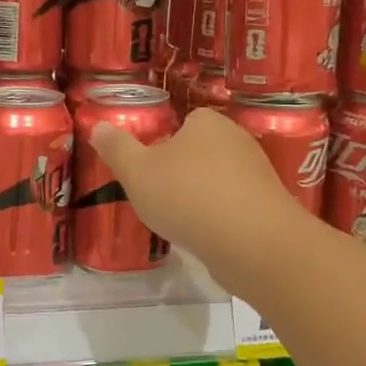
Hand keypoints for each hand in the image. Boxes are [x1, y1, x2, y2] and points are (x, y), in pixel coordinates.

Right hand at [90, 108, 310, 280]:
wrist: (252, 243)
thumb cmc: (188, 196)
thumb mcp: (137, 172)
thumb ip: (116, 149)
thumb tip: (98, 126)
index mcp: (207, 122)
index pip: (185, 122)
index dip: (164, 144)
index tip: (148, 170)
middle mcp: (237, 141)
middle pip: (200, 153)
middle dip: (181, 174)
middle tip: (158, 198)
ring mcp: (257, 175)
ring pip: (217, 182)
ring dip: (200, 199)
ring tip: (180, 222)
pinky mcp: (267, 207)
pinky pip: (234, 207)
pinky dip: (219, 219)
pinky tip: (205, 237)